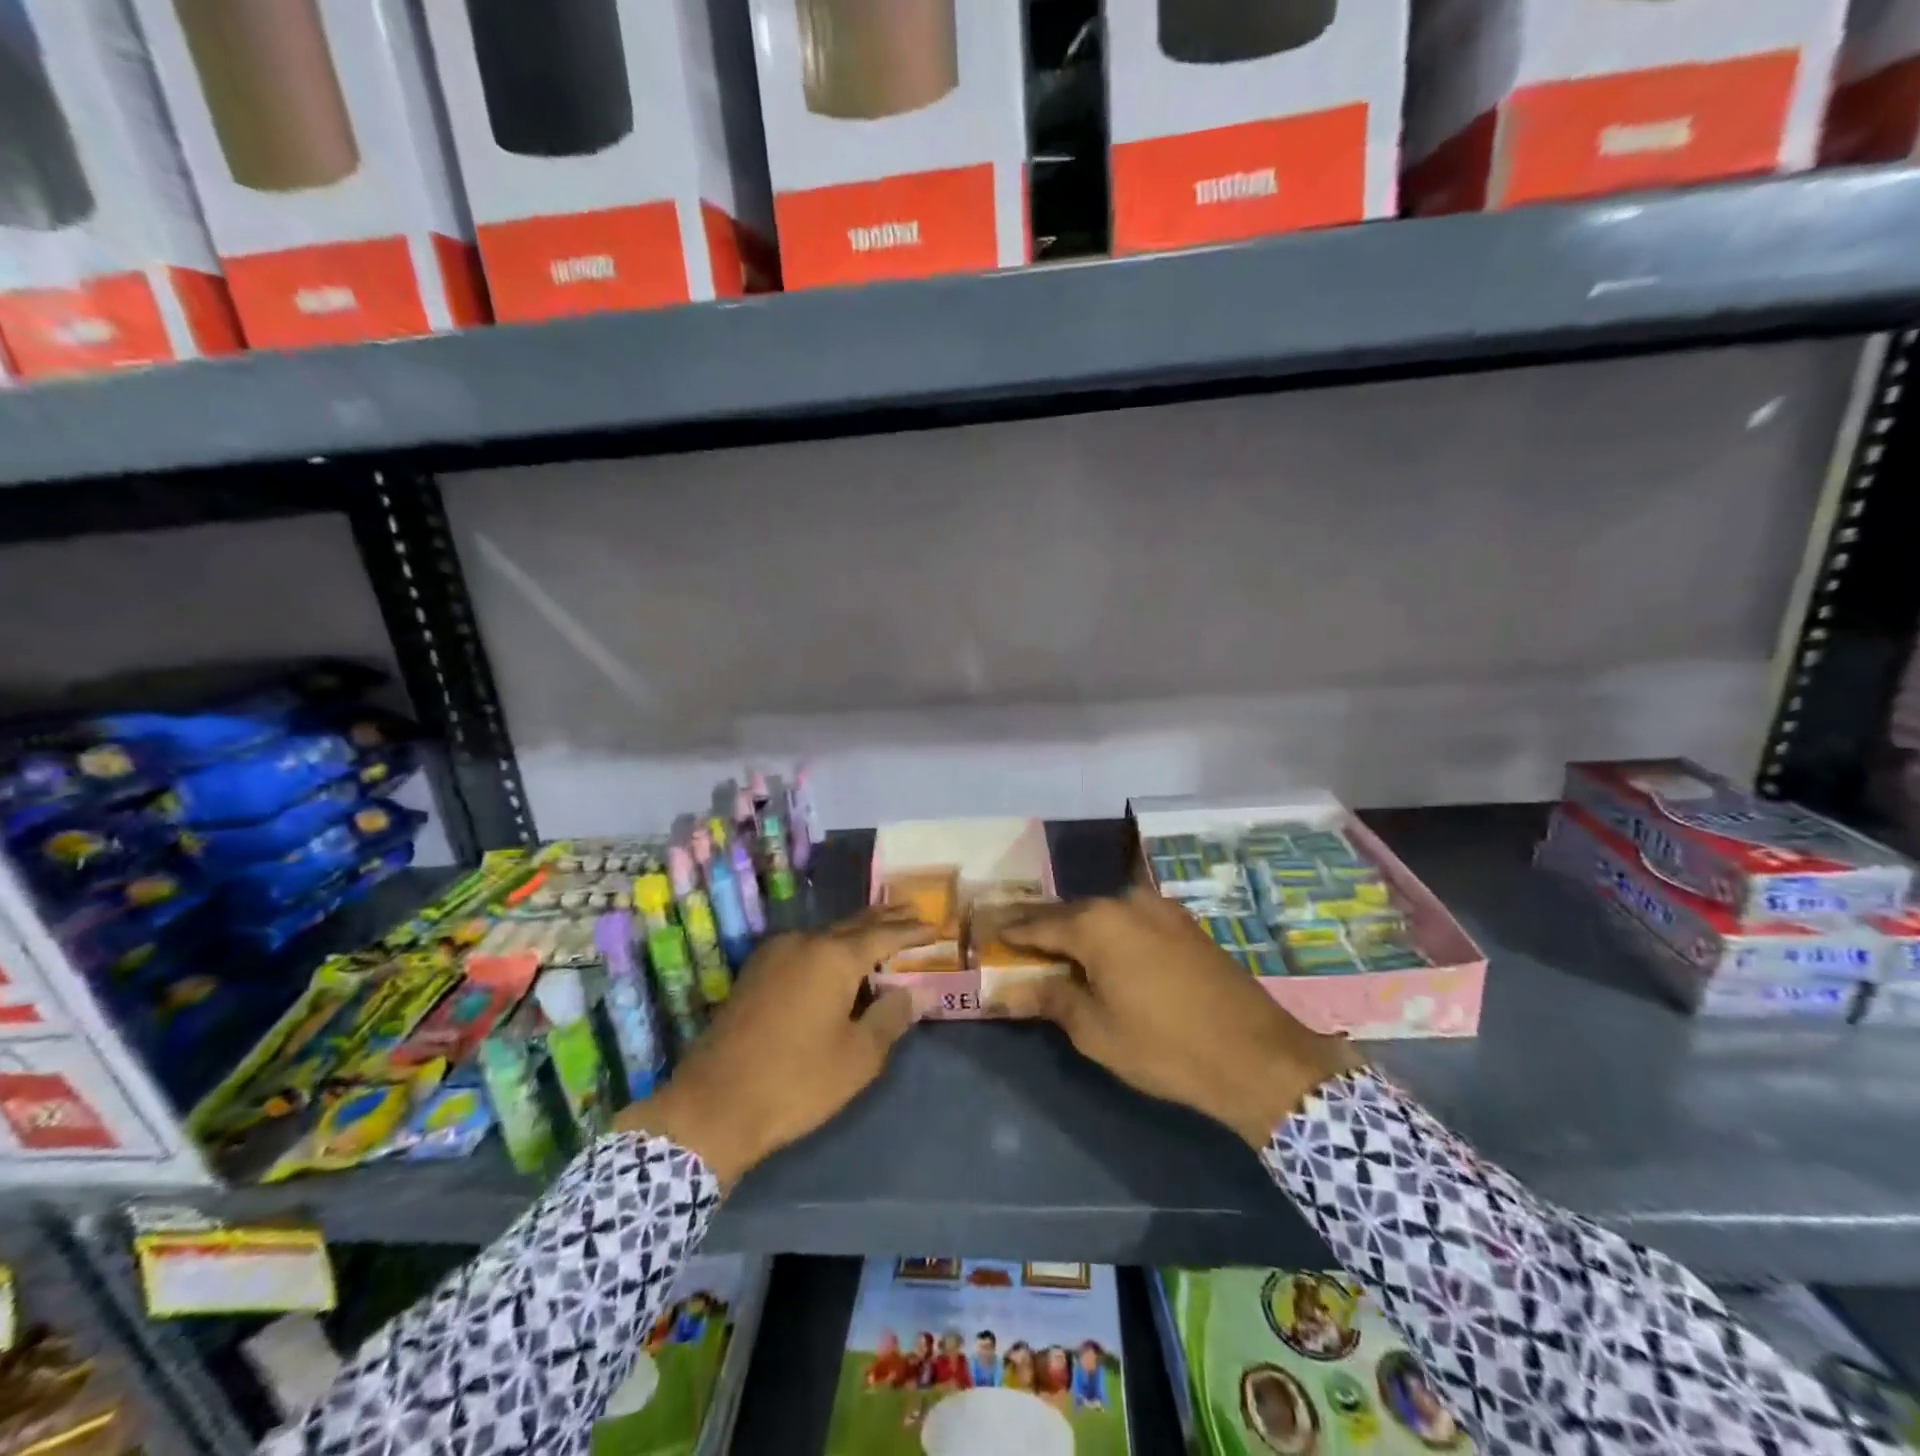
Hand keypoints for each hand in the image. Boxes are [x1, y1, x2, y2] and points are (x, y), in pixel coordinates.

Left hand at [616, 905, 931, 1185]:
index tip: (935, 927)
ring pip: (826, 934)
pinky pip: (804, 948)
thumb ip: (891, 1016)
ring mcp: (774, 954)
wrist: (712, 1106)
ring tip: (882, 931)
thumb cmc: (796, 1082)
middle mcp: (804, 942)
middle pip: (854, 924)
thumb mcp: (858, 1056)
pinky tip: (837, 958)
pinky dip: (830, 947)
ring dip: (856, 932)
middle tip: (914, 912)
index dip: (912, 931)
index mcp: (833, 957)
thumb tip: (918, 991)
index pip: (884, 935)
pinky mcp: (754, 972)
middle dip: (886, 919)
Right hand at [989, 887, 1360, 1147]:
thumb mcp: (1096, 1031)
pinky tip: (1103, 953)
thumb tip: (1008, 991)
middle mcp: (1126, 902)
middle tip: (1014, 940)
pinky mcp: (1184, 923)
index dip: (1010, 931)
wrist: (1257, 1056)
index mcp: (1097, 923)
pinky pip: (1132, 921)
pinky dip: (1110, 934)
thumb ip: (1051, 999)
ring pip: (1103, 915)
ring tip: (1055, 949)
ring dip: (1078, 930)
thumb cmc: (1165, 1046)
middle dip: (1042, 928)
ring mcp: (1160, 909)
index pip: (1039, 923)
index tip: (985, 933)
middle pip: (1071, 913)